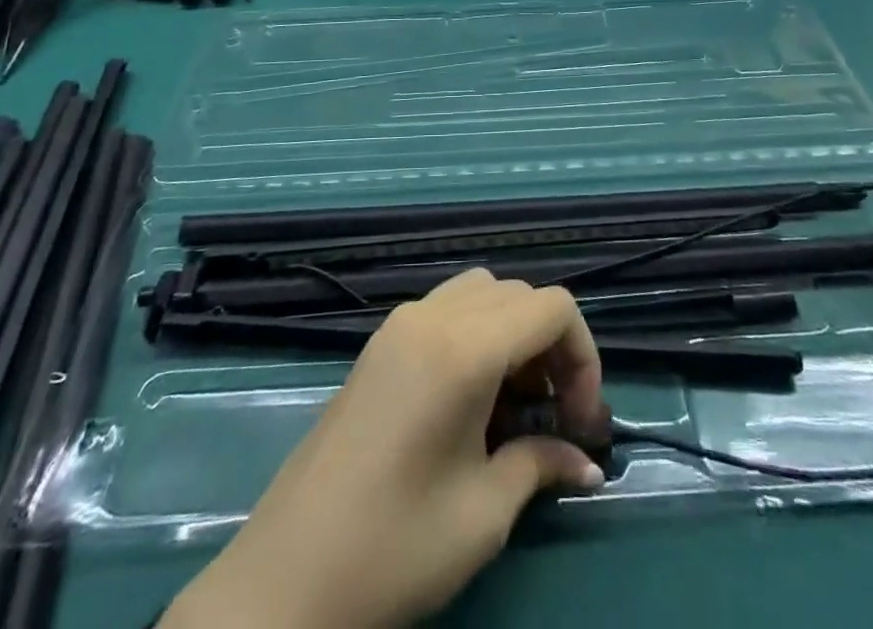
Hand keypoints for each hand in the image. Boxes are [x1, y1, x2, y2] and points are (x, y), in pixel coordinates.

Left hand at [165, 270, 605, 628]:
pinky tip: (472, 397)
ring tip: (515, 402)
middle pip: (518, 294)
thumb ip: (540, 465)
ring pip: (481, 292)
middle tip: (555, 414)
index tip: (581, 422)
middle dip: (551, 344)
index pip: (552, 307)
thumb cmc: (394, 548)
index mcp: (463, 347)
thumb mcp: (483, 514)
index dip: (583, 356)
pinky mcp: (379, 343)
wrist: (285, 580)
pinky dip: (476, 332)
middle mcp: (432, 315)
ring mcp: (399, 323)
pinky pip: (446, 308)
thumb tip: (586, 462)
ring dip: (513, 331)